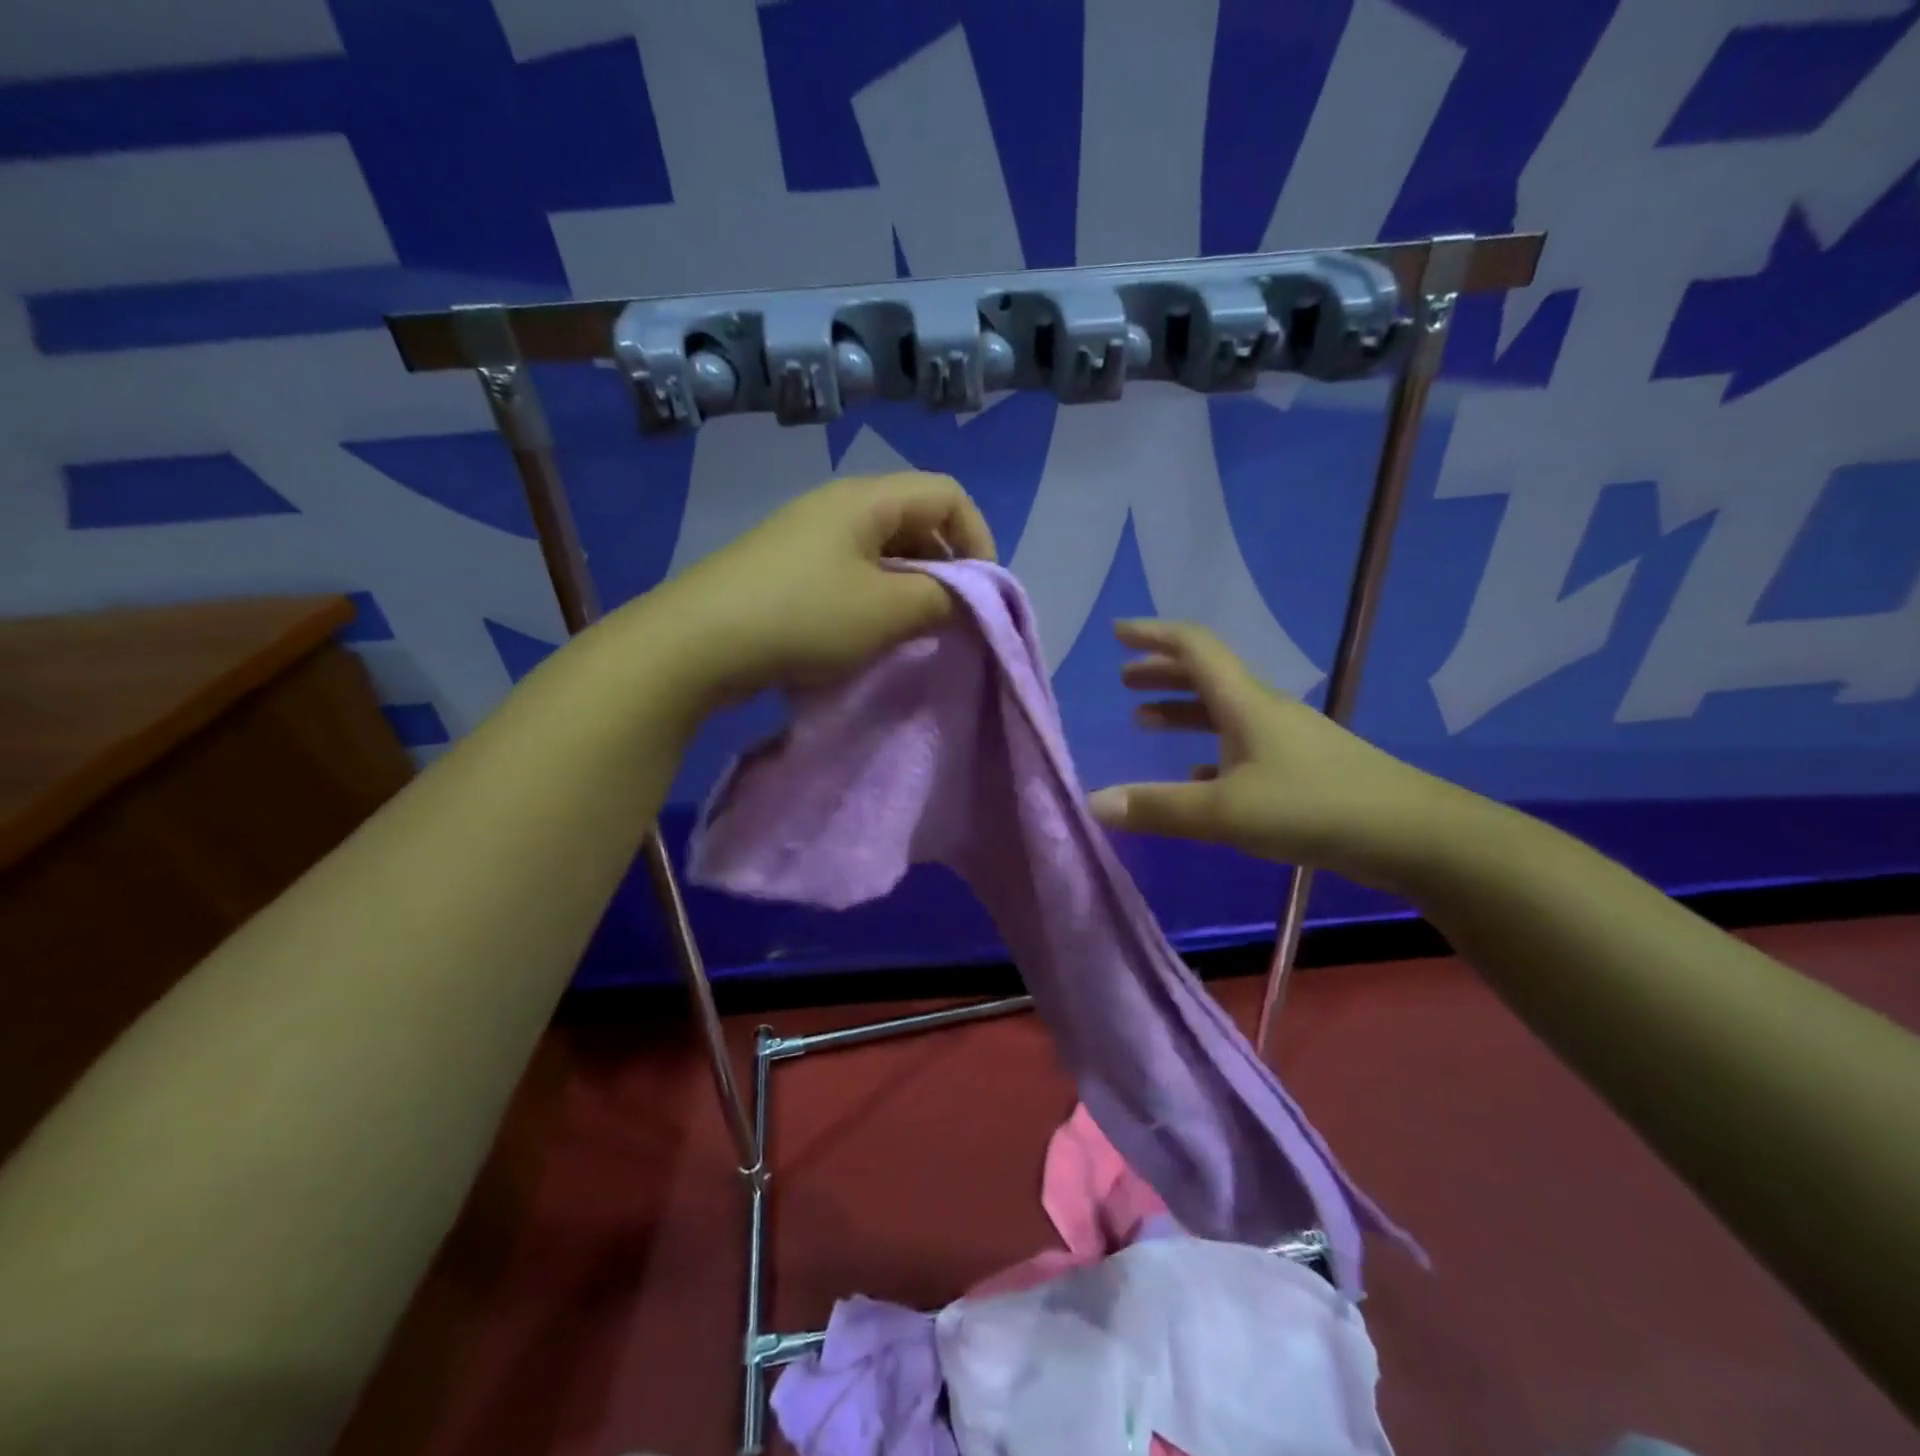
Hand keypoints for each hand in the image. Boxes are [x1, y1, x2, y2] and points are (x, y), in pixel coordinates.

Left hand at [642, 471, 995, 702]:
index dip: (978, 538)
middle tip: (949, 616)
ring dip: (910, 585)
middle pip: (916, 518)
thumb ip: (944, 600)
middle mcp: (838, 505)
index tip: (980, 593)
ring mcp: (807, 535)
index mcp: (867, 499)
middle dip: (946, 565)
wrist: (697, 643)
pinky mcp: (786, 567)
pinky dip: (875, 596)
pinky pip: (851, 570)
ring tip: (911, 629)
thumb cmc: (805, 617)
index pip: (949, 494)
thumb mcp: (889, 611)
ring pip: (883, 549)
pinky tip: (867, 633)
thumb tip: (967, 599)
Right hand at [1087, 620, 1465, 888]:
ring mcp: (1285, 740)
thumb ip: (1157, 808)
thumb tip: (1092, 802)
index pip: (1194, 647)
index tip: (1117, 633)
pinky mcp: (1300, 771)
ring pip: (1222, 712)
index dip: (1153, 635)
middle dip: (1161, 673)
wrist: (1411, 835)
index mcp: (1245, 702)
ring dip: (1182, 710)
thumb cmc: (1312, 808)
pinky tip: (1194, 775)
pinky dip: (1208, 752)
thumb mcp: (1225, 812)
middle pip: (1206, 676)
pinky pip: (1240, 749)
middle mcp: (1263, 710)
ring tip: (1145, 722)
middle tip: (1124, 681)